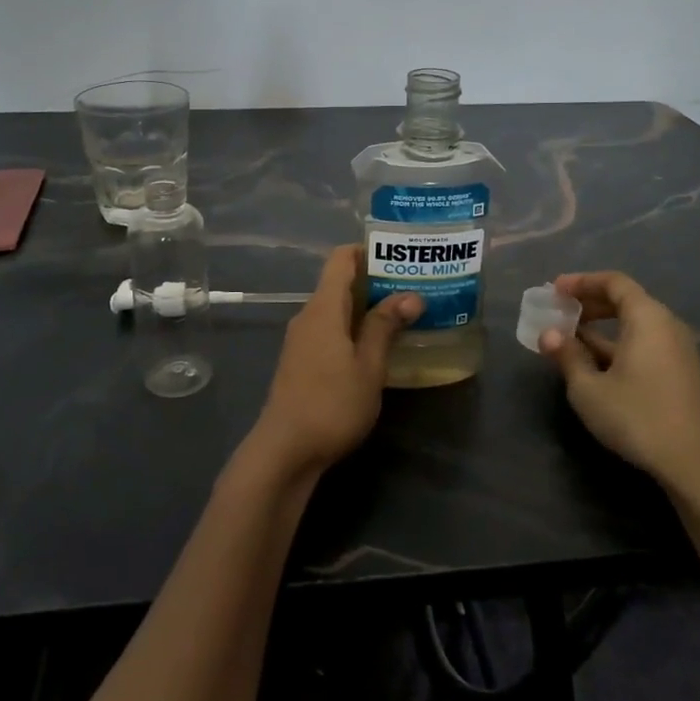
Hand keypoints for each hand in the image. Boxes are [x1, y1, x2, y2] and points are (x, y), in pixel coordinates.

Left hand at [245, 246, 421, 480]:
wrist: (285, 450)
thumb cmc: (332, 404)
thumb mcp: (368, 366)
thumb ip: (384, 327)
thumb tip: (410, 295)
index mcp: (323, 308)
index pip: (341, 259)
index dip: (368, 250)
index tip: (401, 256)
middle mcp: (308, 316)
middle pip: (339, 282)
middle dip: (376, 280)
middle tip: (414, 286)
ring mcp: (301, 339)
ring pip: (336, 308)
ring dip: (366, 307)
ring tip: (403, 314)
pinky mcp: (301, 360)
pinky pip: (330, 329)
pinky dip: (353, 327)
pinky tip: (377, 345)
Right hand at [539, 271, 699, 498]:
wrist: (697, 465)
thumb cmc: (638, 417)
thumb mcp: (589, 388)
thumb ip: (568, 356)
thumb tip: (549, 334)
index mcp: (647, 318)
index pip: (614, 282)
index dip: (582, 282)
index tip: (555, 290)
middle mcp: (667, 326)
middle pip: (626, 301)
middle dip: (590, 303)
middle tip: (560, 312)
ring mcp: (678, 352)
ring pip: (635, 326)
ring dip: (601, 328)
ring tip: (570, 340)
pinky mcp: (681, 375)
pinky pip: (644, 344)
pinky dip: (617, 345)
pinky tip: (596, 366)